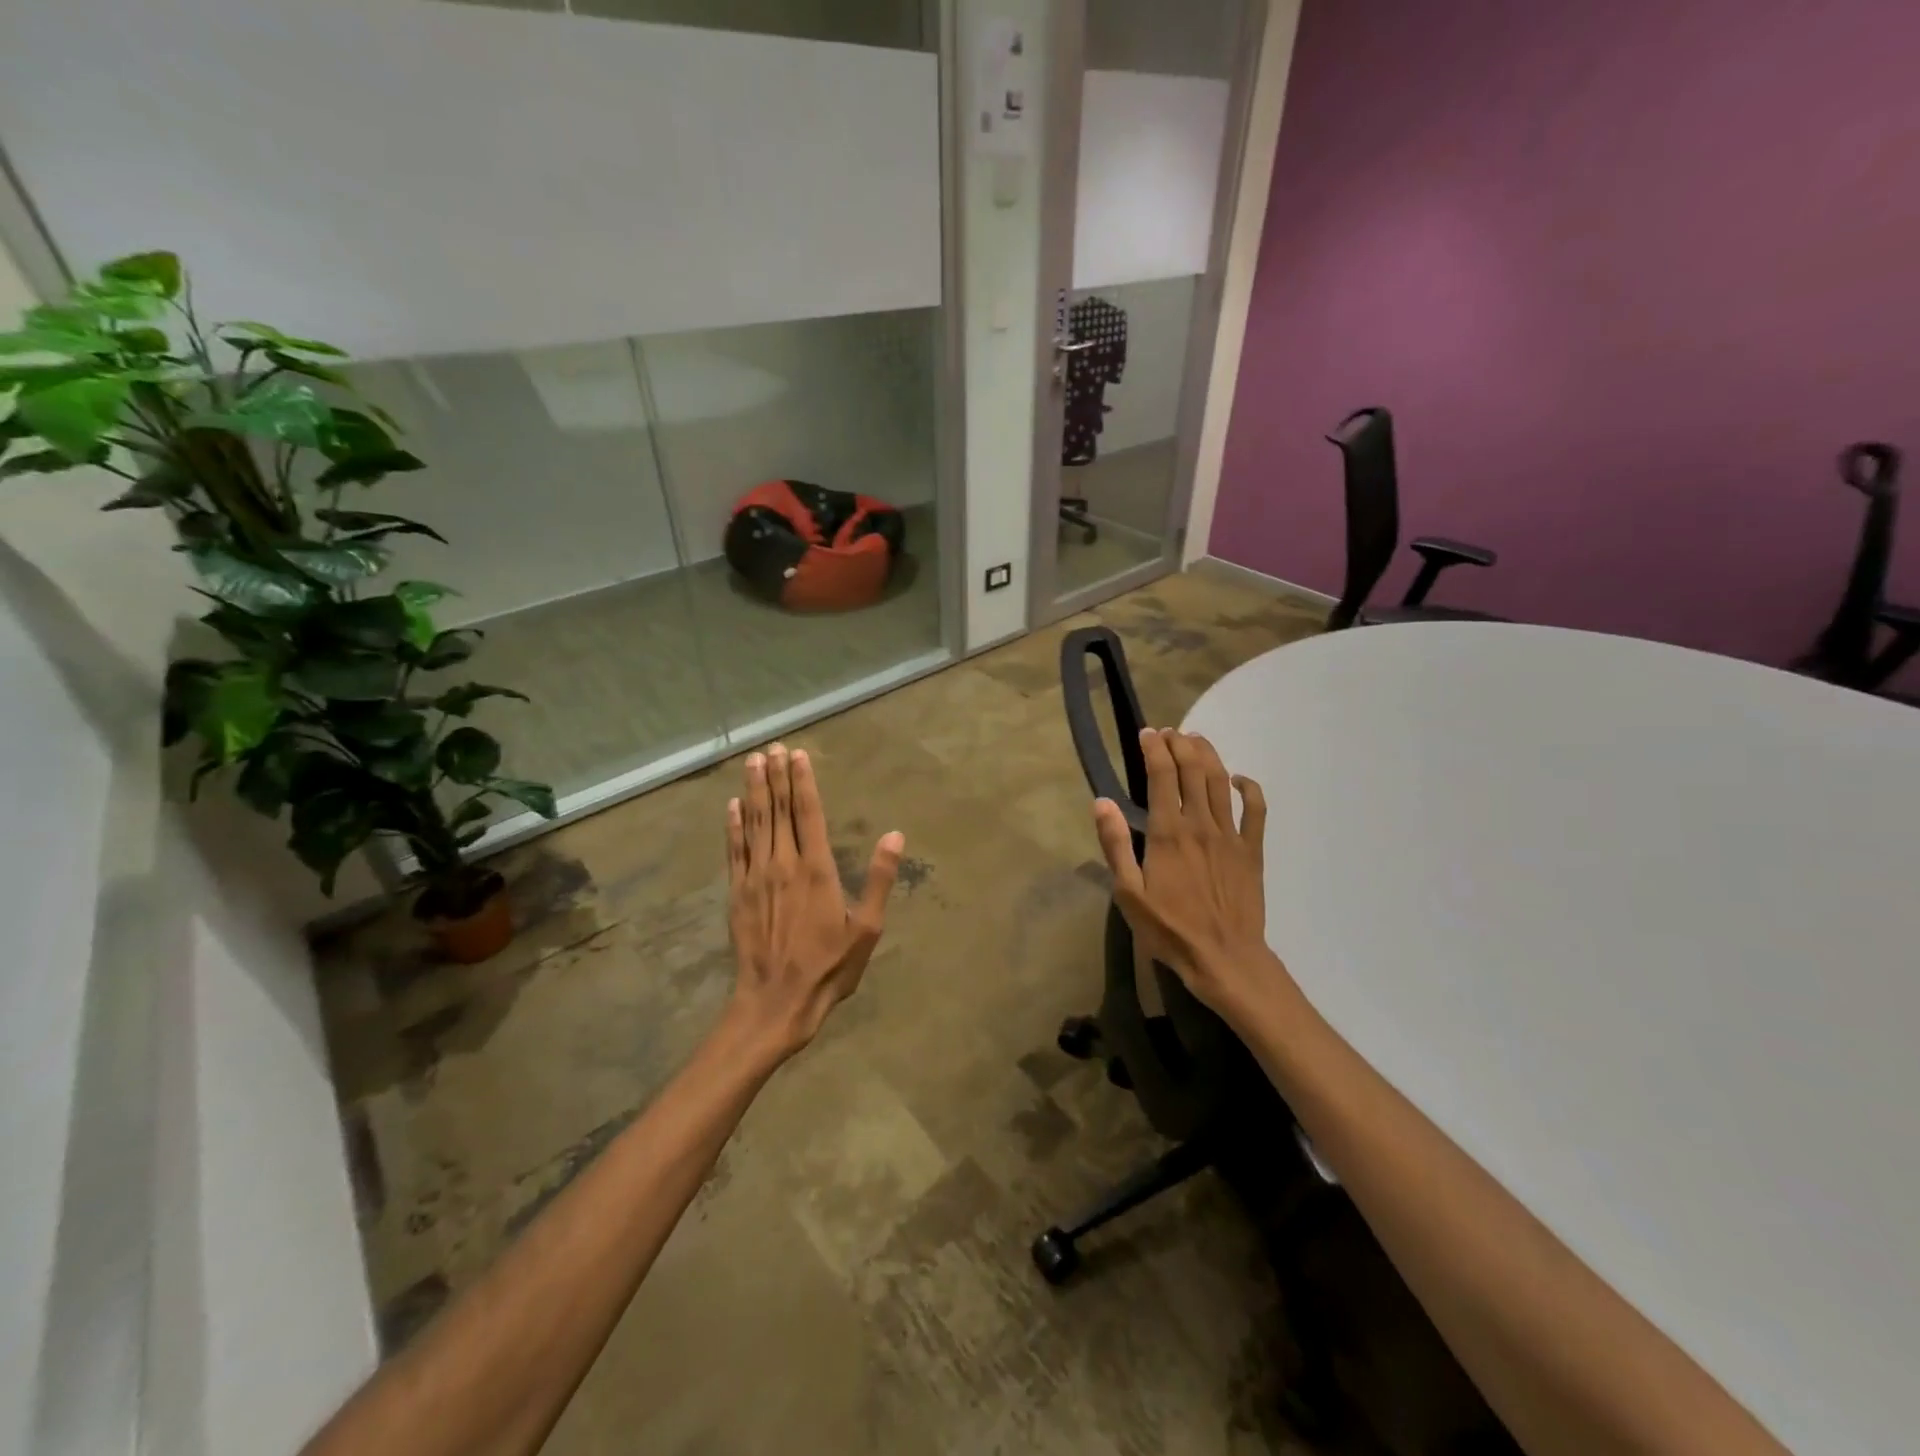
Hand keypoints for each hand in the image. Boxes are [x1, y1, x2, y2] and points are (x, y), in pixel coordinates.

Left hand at [725, 743, 903, 1061]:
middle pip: (778, 811)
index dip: (803, 782)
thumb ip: (879, 879)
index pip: (809, 814)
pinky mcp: (737, 893)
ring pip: (754, 823)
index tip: (798, 755)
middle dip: (776, 777)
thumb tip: (895, 835)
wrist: (776, 1002)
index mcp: (817, 870)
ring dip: (753, 791)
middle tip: (773, 748)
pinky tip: (731, 806)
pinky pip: (734, 851)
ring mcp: (756, 877)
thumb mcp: (867, 929)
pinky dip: (733, 826)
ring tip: (752, 762)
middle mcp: (783, 864)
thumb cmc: (829, 967)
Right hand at [1092, 728, 1281, 1018]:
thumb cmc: (1169, 929)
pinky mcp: (1252, 850)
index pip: (1161, 775)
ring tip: (1195, 740)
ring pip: (1221, 781)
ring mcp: (1230, 835)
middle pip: (1193, 769)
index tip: (1147, 733)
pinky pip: (1256, 809)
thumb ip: (1115, 845)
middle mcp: (1200, 824)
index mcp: (1168, 832)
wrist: (1224, 958)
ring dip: (1208, 755)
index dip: (1154, 748)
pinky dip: (1248, 787)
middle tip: (1169, 732)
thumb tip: (1102, 802)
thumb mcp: (1128, 893)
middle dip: (1180, 743)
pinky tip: (1238, 779)